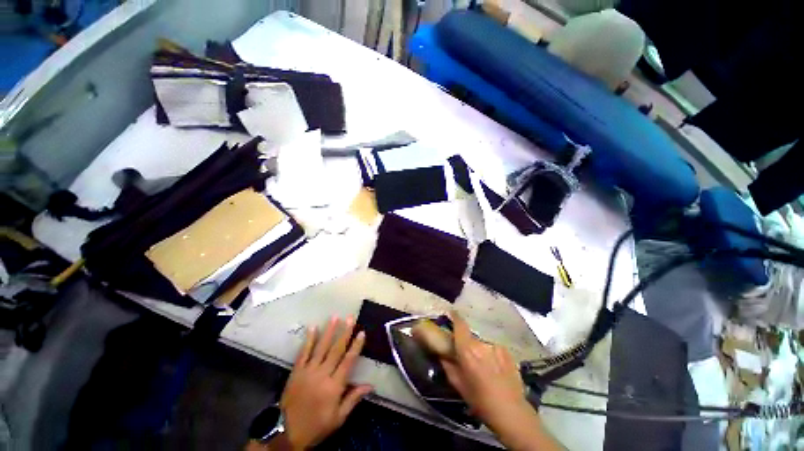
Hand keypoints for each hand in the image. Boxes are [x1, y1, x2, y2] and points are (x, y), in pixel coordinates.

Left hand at [280, 316, 371, 448]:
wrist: (287, 433)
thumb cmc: (317, 426)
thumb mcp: (339, 418)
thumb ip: (353, 399)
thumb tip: (370, 385)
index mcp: (334, 386)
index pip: (348, 361)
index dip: (356, 346)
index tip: (362, 332)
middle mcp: (322, 374)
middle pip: (336, 350)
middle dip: (345, 332)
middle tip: (350, 317)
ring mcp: (308, 371)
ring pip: (321, 347)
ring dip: (329, 331)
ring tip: (335, 317)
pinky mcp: (297, 371)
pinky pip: (303, 352)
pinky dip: (309, 340)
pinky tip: (313, 327)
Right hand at [441, 312, 561, 450]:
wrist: (513, 412)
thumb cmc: (481, 401)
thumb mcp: (460, 386)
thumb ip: (448, 367)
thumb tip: (442, 354)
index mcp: (468, 351)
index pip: (460, 326)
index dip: (455, 316)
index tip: (451, 313)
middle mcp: (481, 345)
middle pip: (470, 338)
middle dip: (466, 345)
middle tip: (467, 358)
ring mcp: (496, 347)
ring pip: (482, 344)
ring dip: (479, 352)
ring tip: (483, 368)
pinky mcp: (507, 352)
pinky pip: (493, 349)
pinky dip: (490, 355)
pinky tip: (495, 370)